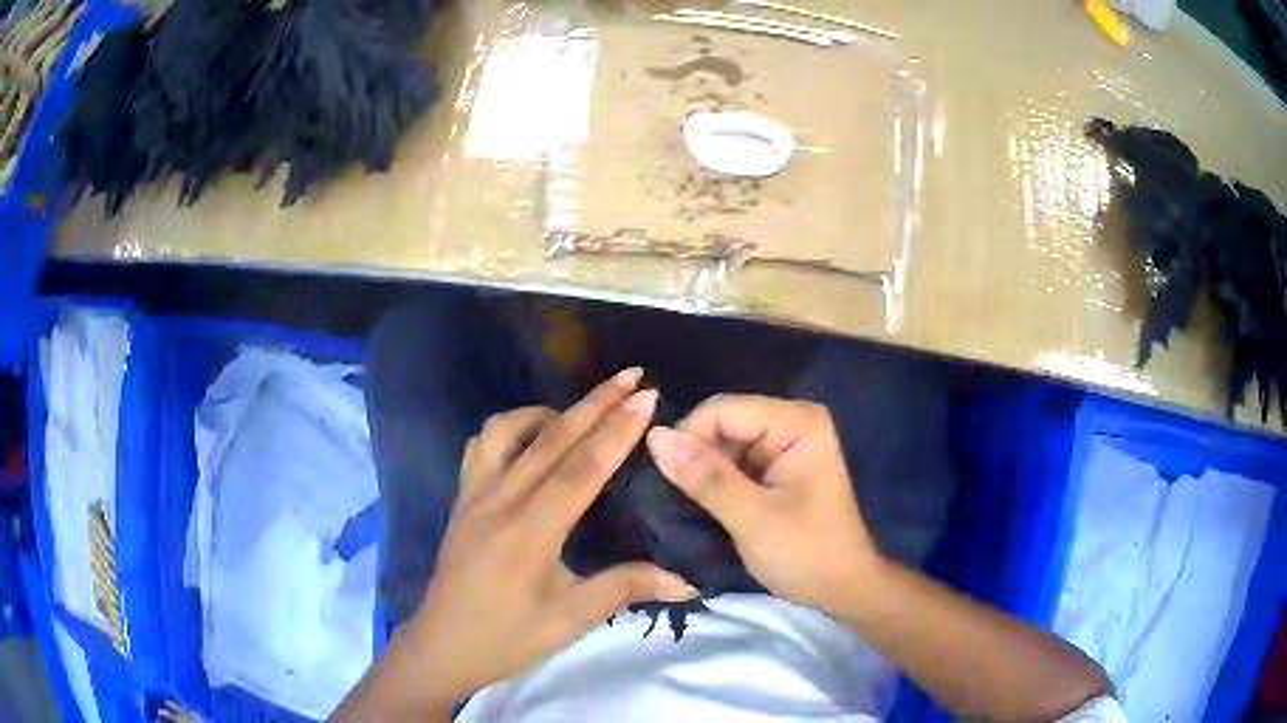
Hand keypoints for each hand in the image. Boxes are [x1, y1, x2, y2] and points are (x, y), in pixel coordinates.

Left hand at [406, 369, 697, 710]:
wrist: (443, 646)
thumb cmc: (508, 638)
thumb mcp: (570, 620)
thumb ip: (626, 588)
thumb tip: (688, 581)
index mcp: (529, 531)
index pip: (581, 468)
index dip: (617, 430)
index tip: (646, 397)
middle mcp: (499, 500)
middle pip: (551, 439)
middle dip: (595, 403)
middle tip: (631, 376)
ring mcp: (474, 495)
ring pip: (507, 431)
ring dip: (549, 412)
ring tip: (582, 413)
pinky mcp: (461, 500)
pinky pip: (482, 446)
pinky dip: (511, 429)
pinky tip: (531, 441)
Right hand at [645, 394, 880, 612]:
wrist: (842, 588)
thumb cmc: (807, 554)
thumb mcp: (753, 519)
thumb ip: (706, 477)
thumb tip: (655, 436)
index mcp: (796, 422)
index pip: (722, 410)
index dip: (688, 439)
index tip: (665, 481)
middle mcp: (791, 420)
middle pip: (721, 422)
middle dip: (695, 455)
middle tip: (676, 498)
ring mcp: (784, 442)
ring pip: (722, 442)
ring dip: (702, 470)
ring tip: (687, 503)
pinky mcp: (776, 464)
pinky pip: (732, 459)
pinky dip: (714, 480)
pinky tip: (704, 503)